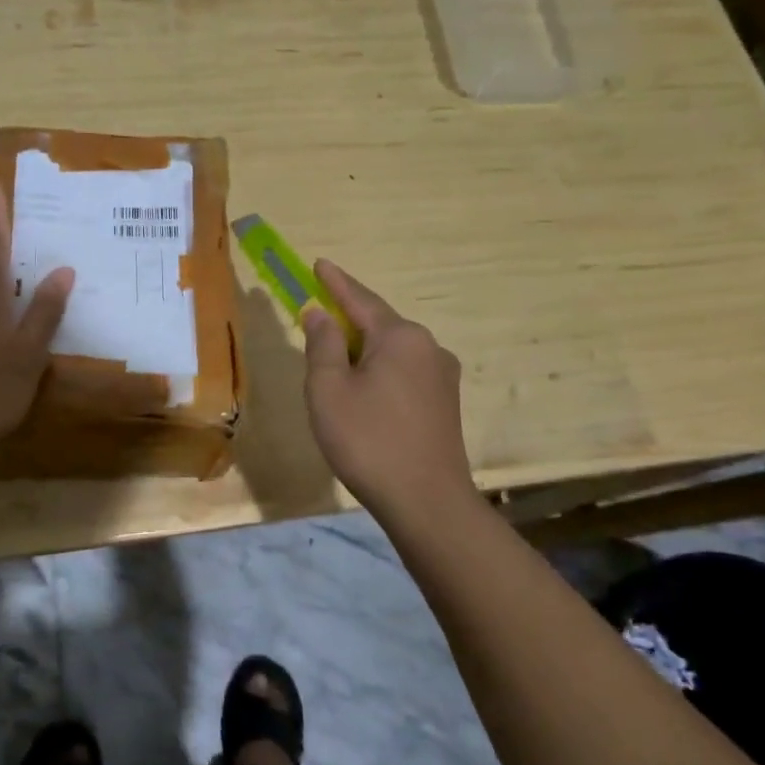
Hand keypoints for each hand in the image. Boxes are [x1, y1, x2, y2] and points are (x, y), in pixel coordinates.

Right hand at [301, 259, 473, 520]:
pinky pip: (405, 371)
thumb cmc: (368, 440)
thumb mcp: (329, 389)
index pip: (360, 299)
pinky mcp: (446, 402)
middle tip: (318, 321)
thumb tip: (319, 313)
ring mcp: (442, 375)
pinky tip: (365, 392)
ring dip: (363, 351)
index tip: (319, 263)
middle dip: (347, 321)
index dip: (335, 282)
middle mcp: (428, 346)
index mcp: (400, 336)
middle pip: (379, 324)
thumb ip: (322, 345)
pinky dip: (380, 371)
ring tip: (336, 366)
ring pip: (393, 350)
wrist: (427, 501)